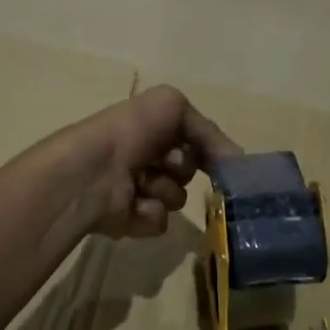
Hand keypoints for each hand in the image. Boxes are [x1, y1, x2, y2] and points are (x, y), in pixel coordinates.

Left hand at [62, 85, 240, 238]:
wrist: (92, 171)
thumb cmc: (131, 131)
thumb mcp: (173, 106)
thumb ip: (208, 130)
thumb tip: (237, 158)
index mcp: (149, 129)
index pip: (190, 142)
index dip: (204, 148)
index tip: (217, 157)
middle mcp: (142, 158)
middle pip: (187, 171)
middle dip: (181, 166)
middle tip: (165, 162)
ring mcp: (135, 191)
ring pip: (176, 198)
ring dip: (165, 189)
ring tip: (142, 183)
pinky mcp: (129, 221)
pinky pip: (160, 223)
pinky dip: (150, 213)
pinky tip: (134, 205)